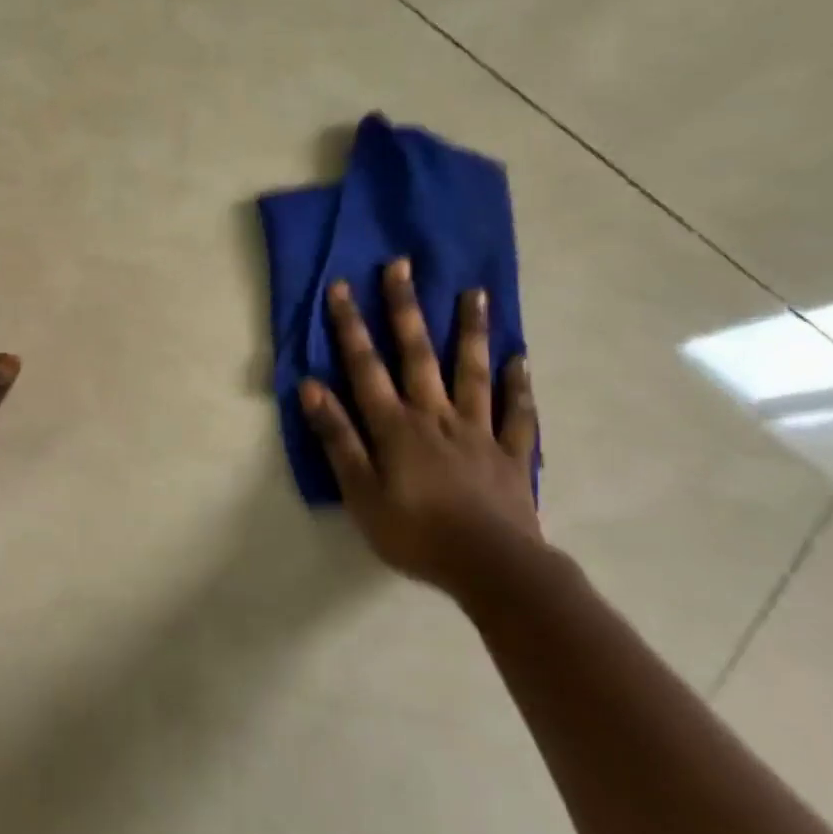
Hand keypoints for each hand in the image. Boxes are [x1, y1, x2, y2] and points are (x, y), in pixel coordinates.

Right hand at [300, 261, 541, 596]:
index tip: (341, 286)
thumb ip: (337, 437)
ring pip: (473, 371)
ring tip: (473, 292)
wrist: (492, 568)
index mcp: (396, 426)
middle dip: (405, 309)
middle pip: (418, 354)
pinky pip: (517, 413)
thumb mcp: (360, 492)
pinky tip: (521, 358)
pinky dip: (519, 385)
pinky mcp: (511, 454)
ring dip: (470, 331)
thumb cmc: (415, 533)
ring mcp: (479, 431)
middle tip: (402, 265)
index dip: (350, 326)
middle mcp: (436, 415)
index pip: (366, 366)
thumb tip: (311, 386)